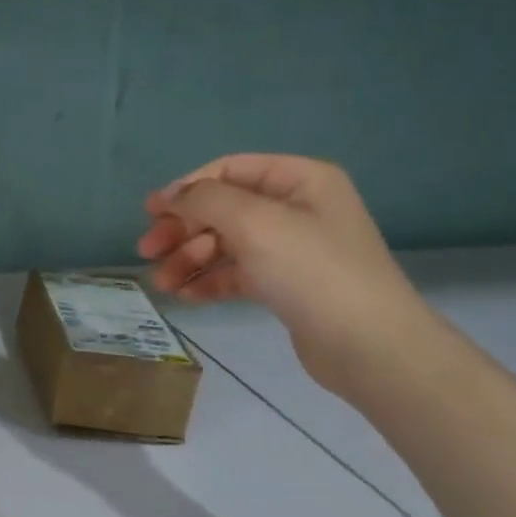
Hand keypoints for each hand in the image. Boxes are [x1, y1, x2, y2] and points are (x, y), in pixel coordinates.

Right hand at [137, 155, 437, 400]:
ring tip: (162, 283)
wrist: (369, 346)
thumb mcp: (254, 222)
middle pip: (222, 209)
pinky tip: (185, 295)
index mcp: (299, 180)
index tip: (150, 213)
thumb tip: (170, 196)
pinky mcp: (285, 284)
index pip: (228, 170)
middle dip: (182, 229)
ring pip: (225, 243)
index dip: (186, 188)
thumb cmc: (312, 270)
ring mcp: (291, 248)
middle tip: (147, 251)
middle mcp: (296, 208)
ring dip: (189, 259)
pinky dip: (208, 280)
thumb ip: (205, 200)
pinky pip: (236, 273)